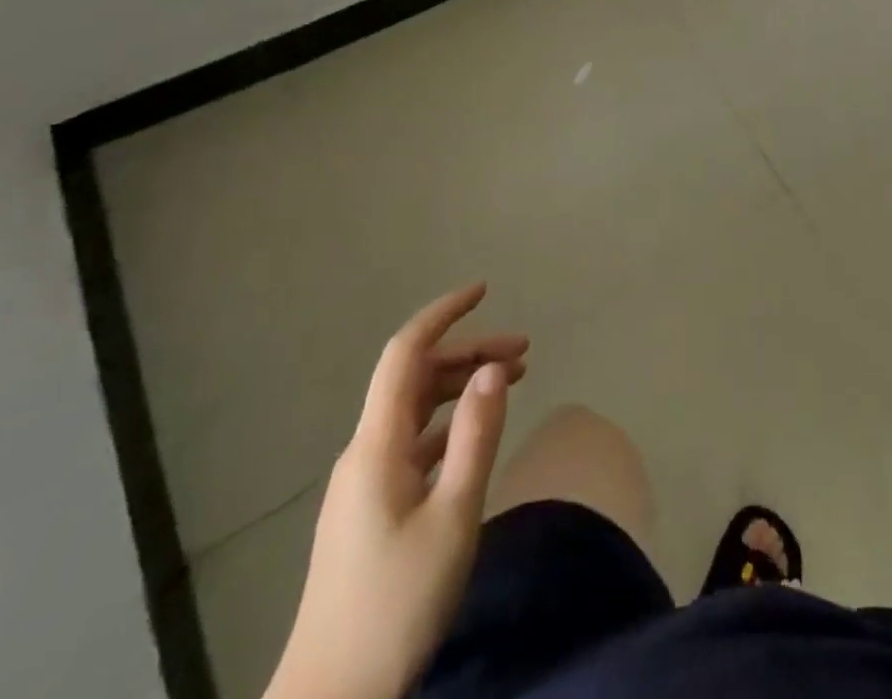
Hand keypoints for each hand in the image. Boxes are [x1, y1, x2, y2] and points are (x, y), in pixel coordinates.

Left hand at [266, 283, 527, 698]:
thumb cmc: (396, 602)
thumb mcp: (452, 516)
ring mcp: (366, 482)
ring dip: (462, 387)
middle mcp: (366, 451)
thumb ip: (476, 437)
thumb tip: (493, 368)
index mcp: (377, 445)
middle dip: (470, 353)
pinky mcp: (372, 509)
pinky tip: (478, 435)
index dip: (443, 314)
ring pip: (418, 410)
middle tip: (525, 352)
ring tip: (513, 381)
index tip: (483, 289)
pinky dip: (451, 424)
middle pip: (417, 379)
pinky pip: (415, 443)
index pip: (406, 353)